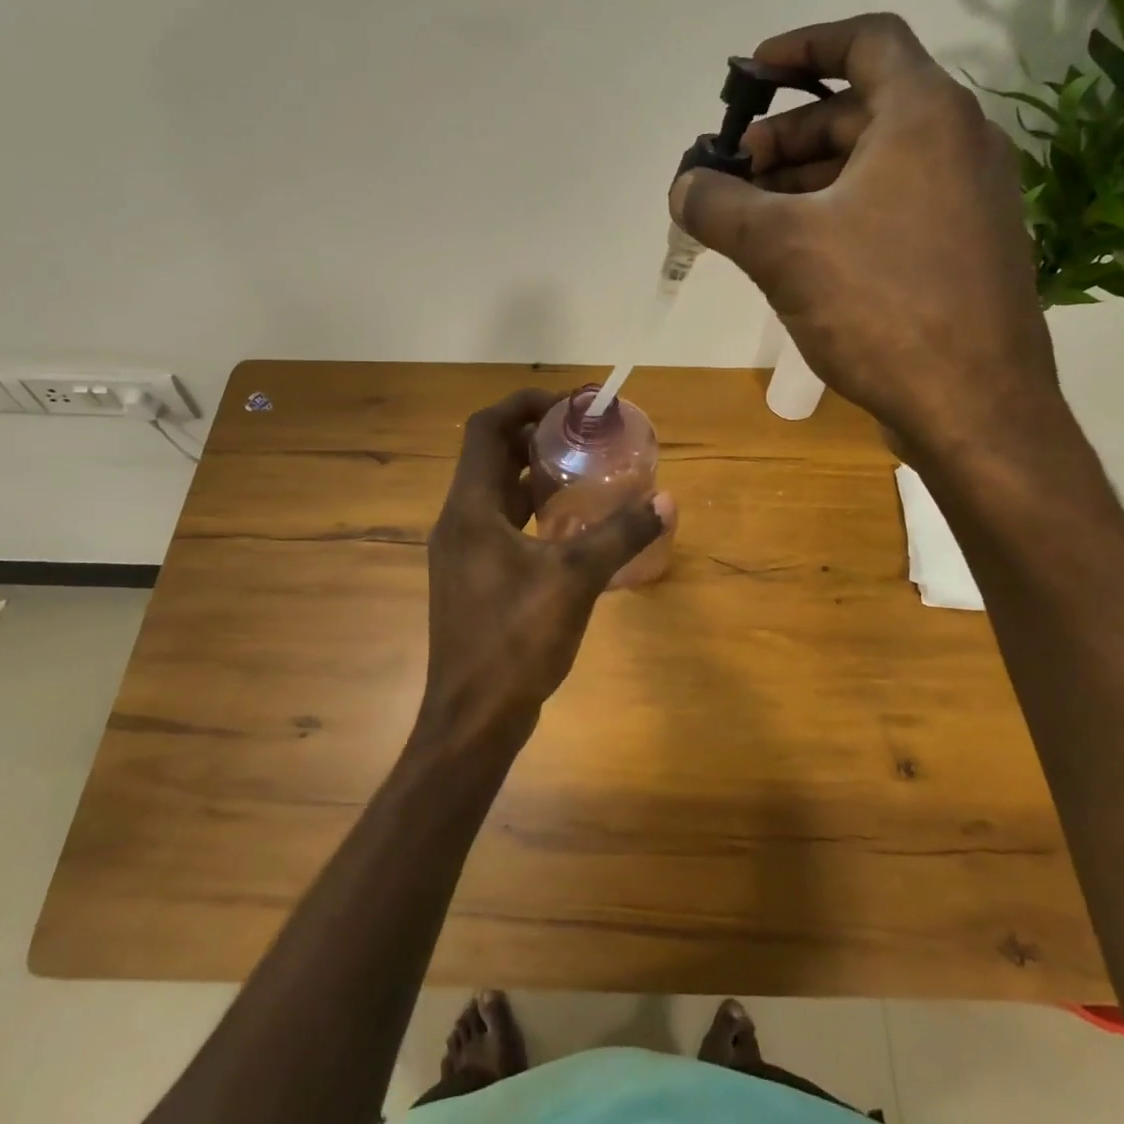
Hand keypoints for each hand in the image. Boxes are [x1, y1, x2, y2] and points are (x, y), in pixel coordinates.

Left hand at [419, 389, 669, 748]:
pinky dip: (529, 510)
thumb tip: (665, 501)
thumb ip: (619, 535)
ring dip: (531, 474)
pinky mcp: (471, 577)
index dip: (523, 404)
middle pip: (489, 456)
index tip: (568, 404)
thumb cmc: (515, 642)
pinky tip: (567, 525)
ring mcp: (461, 552)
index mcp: (470, 509)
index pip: (486, 429)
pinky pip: (498, 524)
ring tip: (580, 470)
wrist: (473, 719)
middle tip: (581, 434)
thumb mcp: (575, 581)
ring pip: (493, 492)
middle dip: (533, 436)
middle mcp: (457, 521)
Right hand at [670, 13, 1061, 463]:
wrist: (975, 406)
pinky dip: (840, 215)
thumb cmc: (880, 305)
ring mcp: (968, 200)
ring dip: (807, 181)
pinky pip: (892, 208)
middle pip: (860, 110)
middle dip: (787, 136)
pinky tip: (798, 258)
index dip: (801, 46)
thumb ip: (720, 207)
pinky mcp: (964, 250)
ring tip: (752, 221)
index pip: (865, 40)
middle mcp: (958, 143)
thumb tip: (683, 187)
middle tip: (734, 175)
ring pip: (874, 166)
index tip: (749, 76)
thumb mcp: (781, 248)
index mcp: (925, 116)